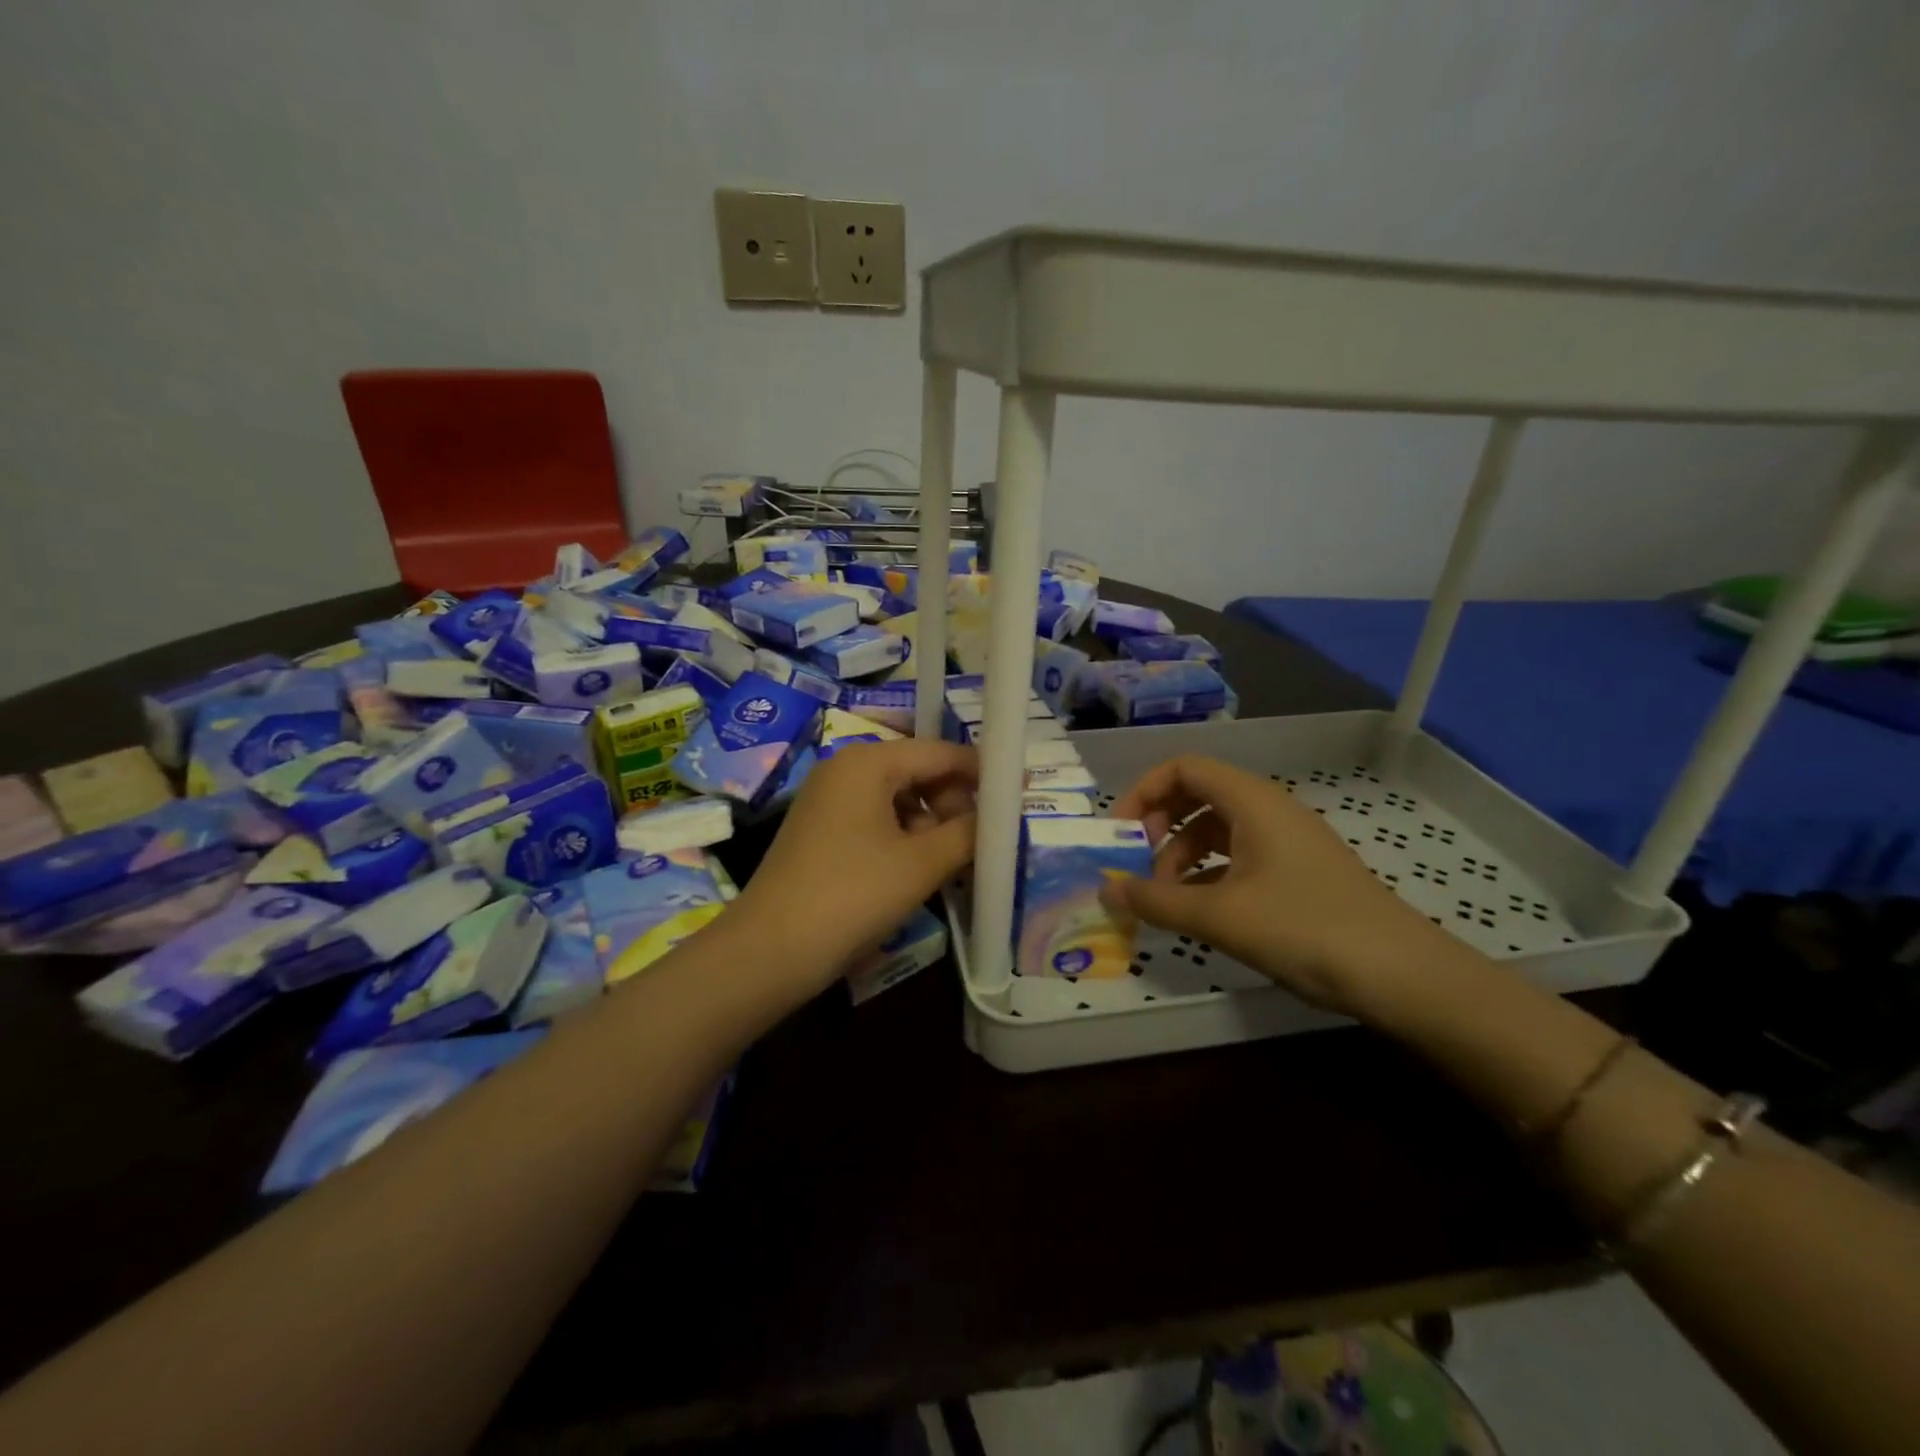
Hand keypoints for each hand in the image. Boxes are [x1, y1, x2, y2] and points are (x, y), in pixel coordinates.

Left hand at [735, 738, 976, 986]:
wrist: (770, 951)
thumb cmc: (852, 895)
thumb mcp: (922, 864)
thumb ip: (969, 832)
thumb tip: (1000, 816)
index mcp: (868, 762)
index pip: (940, 752)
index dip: (982, 773)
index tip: (1019, 795)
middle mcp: (845, 769)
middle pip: (918, 773)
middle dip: (955, 804)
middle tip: (983, 843)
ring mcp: (828, 801)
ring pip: (898, 800)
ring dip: (932, 827)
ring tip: (957, 864)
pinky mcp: (820, 831)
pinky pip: (876, 821)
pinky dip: (904, 840)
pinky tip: (920, 872)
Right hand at [1103, 755, 1462, 1018]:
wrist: (1401, 976)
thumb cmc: (1305, 929)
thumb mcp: (1220, 916)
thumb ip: (1156, 900)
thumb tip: (1105, 889)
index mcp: (1252, 801)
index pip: (1184, 768)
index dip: (1143, 792)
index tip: (1119, 834)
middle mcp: (1269, 810)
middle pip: (1197, 795)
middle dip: (1159, 826)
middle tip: (1137, 866)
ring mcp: (1287, 842)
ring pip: (1217, 829)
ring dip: (1181, 855)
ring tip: (1164, 899)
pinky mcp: (1299, 873)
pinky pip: (1239, 857)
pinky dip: (1209, 875)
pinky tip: (1198, 912)